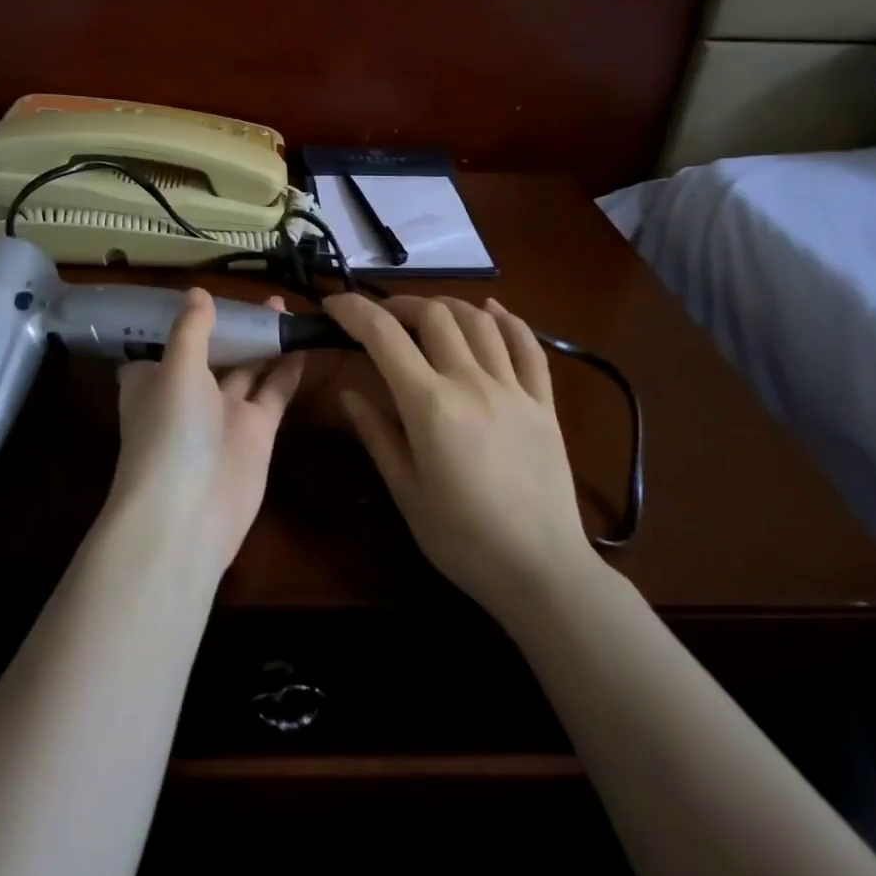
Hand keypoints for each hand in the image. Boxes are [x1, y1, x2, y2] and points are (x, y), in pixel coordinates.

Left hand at [109, 289, 305, 575]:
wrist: (189, 513)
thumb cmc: (171, 431)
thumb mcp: (176, 369)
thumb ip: (191, 330)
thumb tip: (198, 292)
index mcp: (154, 379)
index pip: (166, 344)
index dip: (184, 322)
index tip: (206, 295)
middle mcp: (187, 394)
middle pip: (213, 353)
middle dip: (234, 326)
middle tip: (262, 297)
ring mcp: (224, 415)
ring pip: (247, 369)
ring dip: (263, 341)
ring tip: (285, 307)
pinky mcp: (256, 432)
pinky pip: (273, 392)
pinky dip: (287, 368)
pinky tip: (302, 341)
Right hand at [324, 293, 594, 622]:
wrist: (540, 570)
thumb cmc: (461, 538)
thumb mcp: (405, 490)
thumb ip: (376, 433)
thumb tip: (349, 394)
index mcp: (429, 404)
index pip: (383, 334)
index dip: (353, 310)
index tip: (332, 306)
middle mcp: (471, 382)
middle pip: (433, 315)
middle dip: (397, 305)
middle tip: (378, 320)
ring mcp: (513, 389)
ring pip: (479, 321)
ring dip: (445, 307)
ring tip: (424, 316)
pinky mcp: (544, 403)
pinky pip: (528, 346)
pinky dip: (507, 321)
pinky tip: (491, 312)